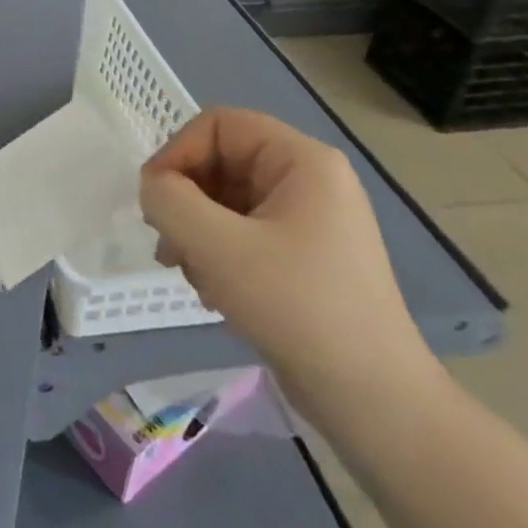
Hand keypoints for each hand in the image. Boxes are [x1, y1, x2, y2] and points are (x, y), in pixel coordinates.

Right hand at [139, 108, 441, 425]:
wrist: (374, 402)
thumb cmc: (296, 307)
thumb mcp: (217, 246)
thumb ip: (168, 200)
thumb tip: (153, 187)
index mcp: (302, 161)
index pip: (218, 124)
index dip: (177, 152)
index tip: (154, 200)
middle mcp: (309, 180)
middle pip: (220, 162)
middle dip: (184, 200)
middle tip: (168, 244)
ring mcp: (309, 221)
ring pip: (225, 200)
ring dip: (195, 231)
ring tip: (190, 273)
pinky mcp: (303, 258)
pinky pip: (242, 232)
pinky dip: (216, 253)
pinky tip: (214, 291)